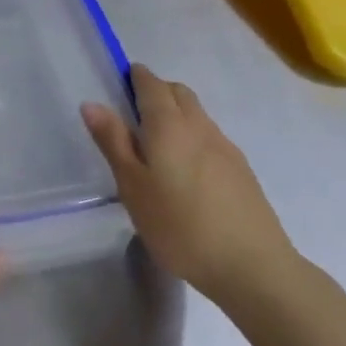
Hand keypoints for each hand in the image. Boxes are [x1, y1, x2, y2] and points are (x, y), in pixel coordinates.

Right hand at [81, 63, 296, 303]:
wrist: (253, 267)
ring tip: (158, 146)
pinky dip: (193, 136)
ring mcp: (225, 146)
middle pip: (178, 92)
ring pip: (197, 113)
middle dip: (156, 91)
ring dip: (177, 114)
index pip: (151, 83)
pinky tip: (187, 171)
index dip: (135, 77)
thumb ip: (113, 141)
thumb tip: (92, 103)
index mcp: (168, 124)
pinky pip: (211, 136)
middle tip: (134, 115)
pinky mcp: (242, 170)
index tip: (120, 85)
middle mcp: (199, 125)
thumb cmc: (180, 226)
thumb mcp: (132, 186)